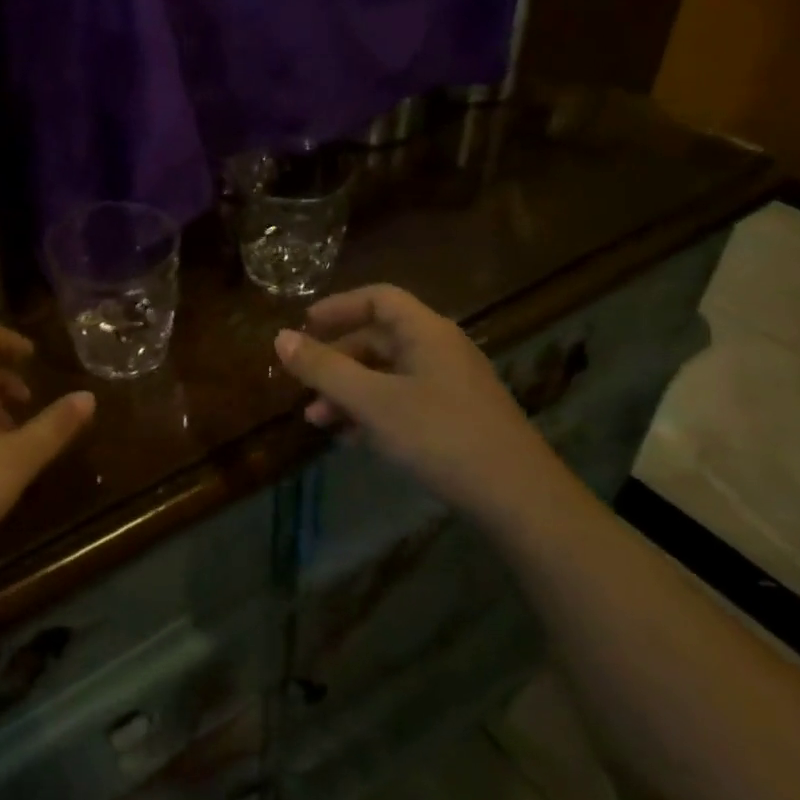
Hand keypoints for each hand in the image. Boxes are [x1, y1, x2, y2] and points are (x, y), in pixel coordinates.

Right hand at [273, 284, 568, 524]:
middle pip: (379, 338)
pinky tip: (352, 440)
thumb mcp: (372, 401)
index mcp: (426, 332)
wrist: (519, 500)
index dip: (338, 307)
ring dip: (349, 391)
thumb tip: (280, 339)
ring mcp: (452, 386)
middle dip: (336, 360)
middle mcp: (441, 350)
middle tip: (304, 384)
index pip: (378, 299)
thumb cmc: (439, 436)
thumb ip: (323, 368)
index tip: (304, 326)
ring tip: (318, 422)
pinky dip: (373, 412)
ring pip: (388, 374)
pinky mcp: (458, 419)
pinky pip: (404, 401)